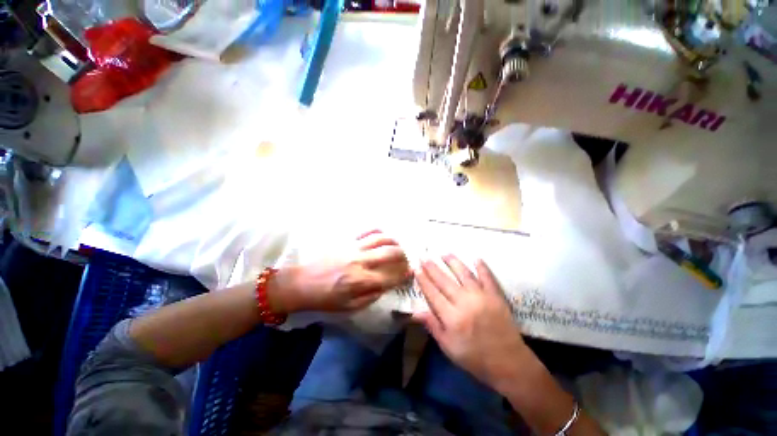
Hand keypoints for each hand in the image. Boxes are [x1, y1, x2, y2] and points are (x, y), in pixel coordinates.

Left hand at [271, 230, 410, 312]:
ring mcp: (354, 248)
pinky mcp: (347, 240)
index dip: (404, 275)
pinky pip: (367, 231)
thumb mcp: (349, 307)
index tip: (410, 273)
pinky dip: (379, 232)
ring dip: (394, 242)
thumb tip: (387, 285)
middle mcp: (361, 261)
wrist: (302, 283)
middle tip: (405, 260)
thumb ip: (371, 297)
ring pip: (382, 238)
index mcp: (361, 281)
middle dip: (403, 256)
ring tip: (397, 247)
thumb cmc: (326, 298)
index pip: (391, 276)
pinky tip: (383, 236)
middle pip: (391, 253)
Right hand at [413, 255, 527, 391]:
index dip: (423, 280)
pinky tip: (476, 258)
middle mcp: (465, 303)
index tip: (416, 268)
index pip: (432, 293)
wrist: (509, 363)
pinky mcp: (495, 296)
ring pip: (464, 274)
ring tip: (444, 253)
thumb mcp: (449, 348)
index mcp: (452, 317)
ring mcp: (481, 297)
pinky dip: (482, 267)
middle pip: (444, 281)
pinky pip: (487, 277)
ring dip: (453, 262)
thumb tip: (415, 311)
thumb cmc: (475, 358)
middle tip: (424, 257)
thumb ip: (432, 326)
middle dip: (432, 268)